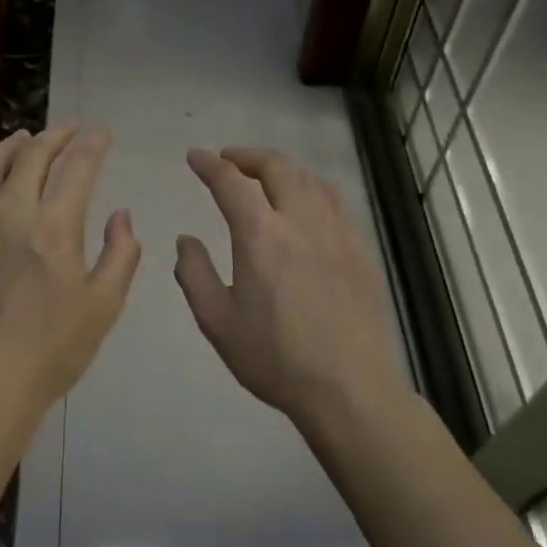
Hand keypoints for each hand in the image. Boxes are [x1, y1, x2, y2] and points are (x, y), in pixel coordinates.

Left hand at [0, 126, 141, 425]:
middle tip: (69, 129)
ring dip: (13, 145)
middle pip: (33, 155)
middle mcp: (11, 210)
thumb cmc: (49, 352)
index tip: (102, 134)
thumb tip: (122, 214)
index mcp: (54, 226)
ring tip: (25, 137)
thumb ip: (120, 254)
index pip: (77, 166)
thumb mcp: (103, 307)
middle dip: (56, 135)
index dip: (92, 144)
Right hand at [174, 148, 408, 431]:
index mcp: (261, 234)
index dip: (209, 165)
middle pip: (276, 167)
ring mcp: (336, 232)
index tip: (195, 157)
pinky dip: (311, 190)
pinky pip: (335, 202)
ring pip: (309, 179)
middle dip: (247, 156)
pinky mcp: (360, 250)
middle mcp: (300, 220)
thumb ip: (194, 273)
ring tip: (266, 178)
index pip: (230, 181)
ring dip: (282, 170)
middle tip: (229, 160)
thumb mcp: (217, 321)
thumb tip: (186, 240)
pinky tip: (307, 207)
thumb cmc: (276, 358)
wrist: (350, 390)